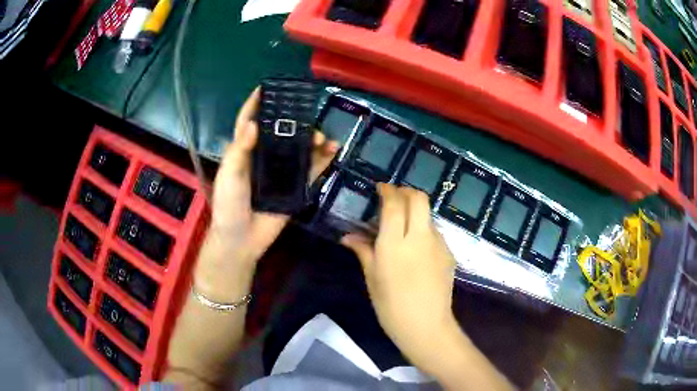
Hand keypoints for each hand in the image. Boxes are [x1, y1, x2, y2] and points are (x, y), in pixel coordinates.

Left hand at [195, 88, 336, 299]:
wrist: (242, 239)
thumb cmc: (229, 205)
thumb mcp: (230, 175)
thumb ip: (240, 150)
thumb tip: (255, 123)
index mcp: (244, 152)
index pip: (248, 122)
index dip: (255, 105)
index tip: (265, 88)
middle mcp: (264, 158)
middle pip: (281, 133)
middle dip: (295, 122)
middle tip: (308, 117)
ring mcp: (282, 173)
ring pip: (300, 150)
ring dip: (313, 141)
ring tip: (324, 138)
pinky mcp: (295, 188)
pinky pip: (312, 171)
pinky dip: (323, 160)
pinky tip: (334, 151)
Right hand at [342, 184, 458, 373]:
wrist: (426, 325)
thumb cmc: (391, 306)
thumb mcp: (372, 278)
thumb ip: (363, 250)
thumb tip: (348, 236)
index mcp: (395, 243)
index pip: (394, 203)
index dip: (387, 190)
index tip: (381, 188)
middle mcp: (419, 237)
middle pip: (419, 198)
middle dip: (406, 192)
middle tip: (394, 199)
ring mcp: (438, 244)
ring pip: (428, 215)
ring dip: (416, 213)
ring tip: (404, 228)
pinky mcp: (449, 253)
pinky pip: (435, 232)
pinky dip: (424, 230)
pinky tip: (417, 249)